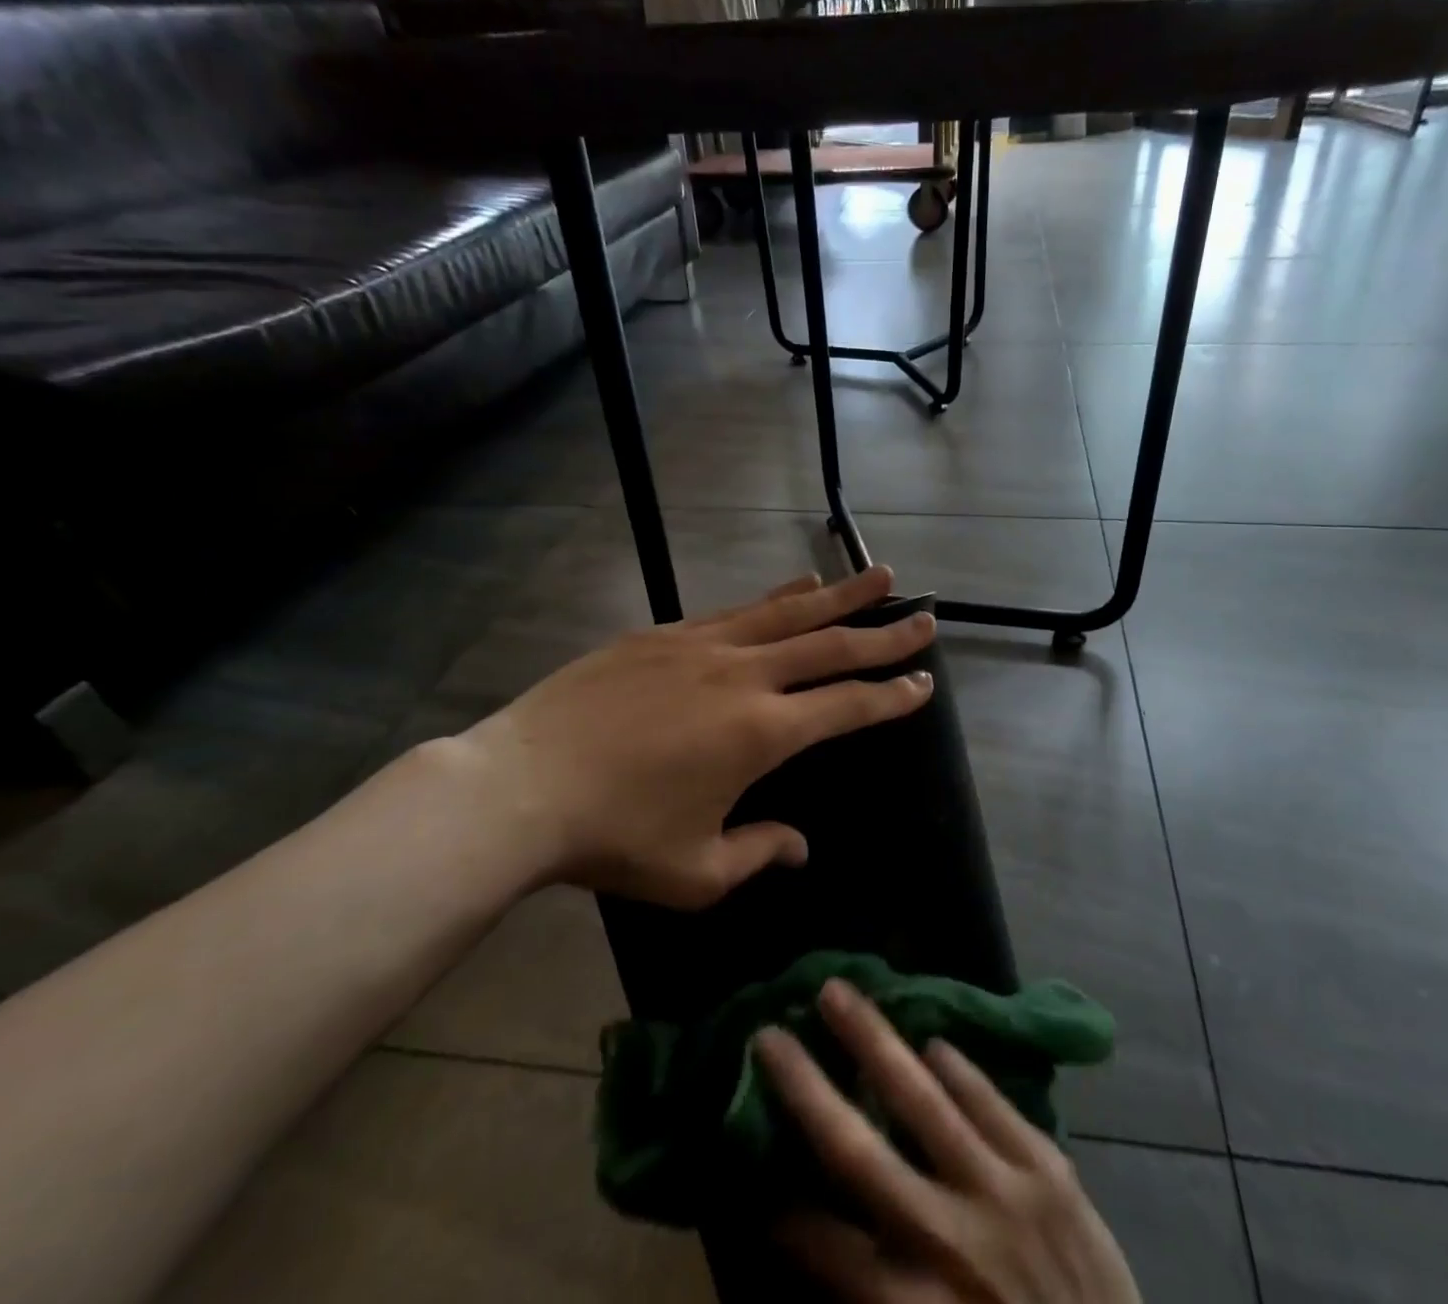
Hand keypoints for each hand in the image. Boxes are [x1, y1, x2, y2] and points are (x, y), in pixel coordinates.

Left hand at [447, 566, 935, 908]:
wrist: (521, 786)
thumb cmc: (613, 838)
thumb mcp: (696, 871)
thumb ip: (759, 853)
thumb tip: (798, 845)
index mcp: (762, 733)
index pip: (847, 706)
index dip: (891, 696)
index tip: (924, 682)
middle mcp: (744, 676)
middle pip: (831, 645)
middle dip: (885, 633)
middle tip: (926, 618)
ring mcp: (703, 646)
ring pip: (789, 612)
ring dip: (841, 595)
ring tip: (879, 576)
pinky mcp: (664, 634)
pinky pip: (738, 609)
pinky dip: (777, 596)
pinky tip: (797, 586)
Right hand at [755, 981, 1140, 1303]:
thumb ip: (876, 1293)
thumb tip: (818, 1236)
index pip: (827, 1246)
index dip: (786, 1212)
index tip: (757, 1176)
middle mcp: (949, 1240)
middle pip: (859, 1150)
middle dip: (808, 1087)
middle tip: (770, 1032)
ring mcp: (1004, 1193)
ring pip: (924, 1099)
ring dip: (875, 1040)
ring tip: (839, 993)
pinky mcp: (1050, 1169)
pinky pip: (993, 1102)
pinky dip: (960, 1070)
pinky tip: (934, 1041)